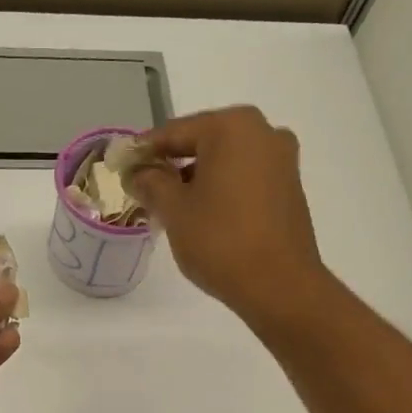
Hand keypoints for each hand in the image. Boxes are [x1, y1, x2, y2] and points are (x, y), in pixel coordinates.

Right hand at [131, 106, 325, 329]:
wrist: (280, 286)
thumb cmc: (221, 241)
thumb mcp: (174, 210)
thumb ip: (151, 183)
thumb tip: (137, 172)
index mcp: (232, 127)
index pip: (173, 132)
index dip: (143, 151)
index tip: (121, 169)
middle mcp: (263, 132)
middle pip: (202, 142)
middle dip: (171, 164)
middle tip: (144, 190)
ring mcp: (282, 159)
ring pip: (224, 161)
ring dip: (196, 178)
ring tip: (170, 207)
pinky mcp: (289, 187)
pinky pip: (244, 177)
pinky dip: (221, 188)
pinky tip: (202, 214)